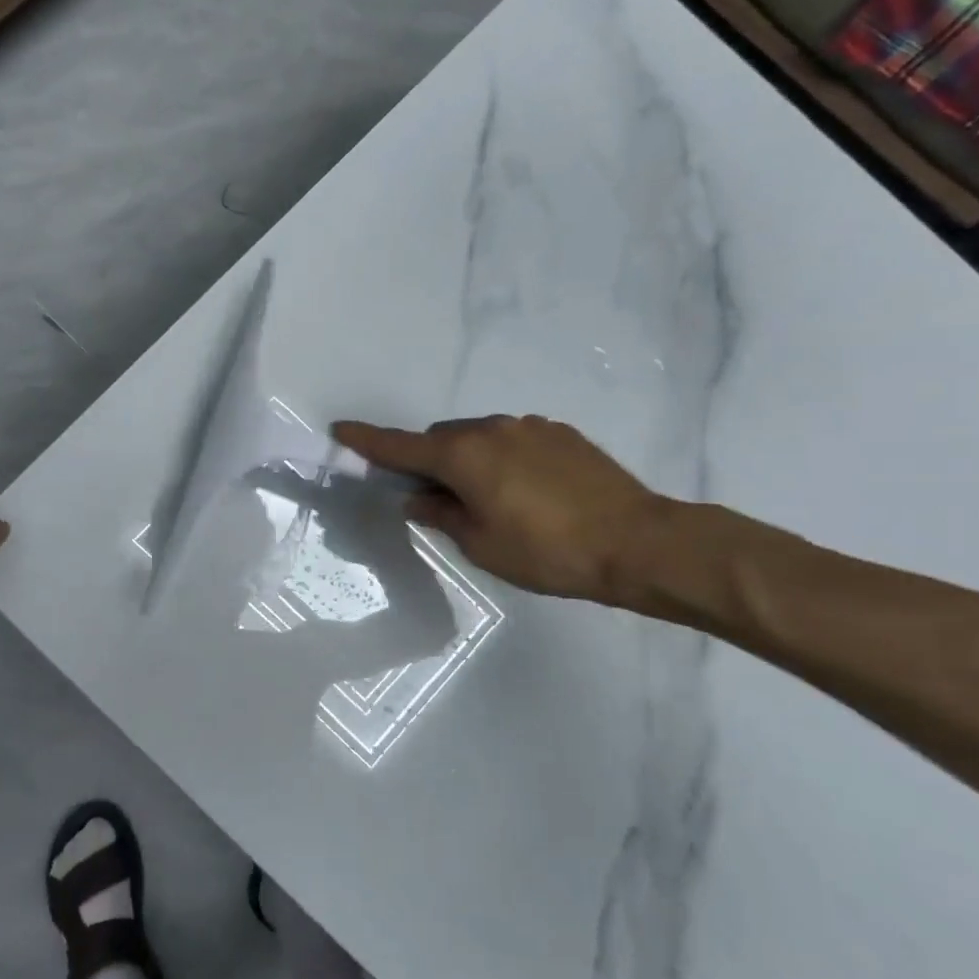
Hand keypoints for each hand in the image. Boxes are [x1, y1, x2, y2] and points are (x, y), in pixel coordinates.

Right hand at [332, 415, 671, 604]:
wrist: (637, 542)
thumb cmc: (547, 552)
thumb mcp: (482, 544)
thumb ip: (442, 515)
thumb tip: (417, 498)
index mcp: (464, 455)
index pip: (401, 446)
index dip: (368, 441)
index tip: (340, 430)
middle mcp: (492, 429)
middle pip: (442, 438)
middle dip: (430, 461)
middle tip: (437, 498)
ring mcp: (530, 427)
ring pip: (480, 438)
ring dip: (470, 460)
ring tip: (490, 500)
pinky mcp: (561, 433)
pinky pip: (514, 440)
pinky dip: (503, 459)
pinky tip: (527, 492)